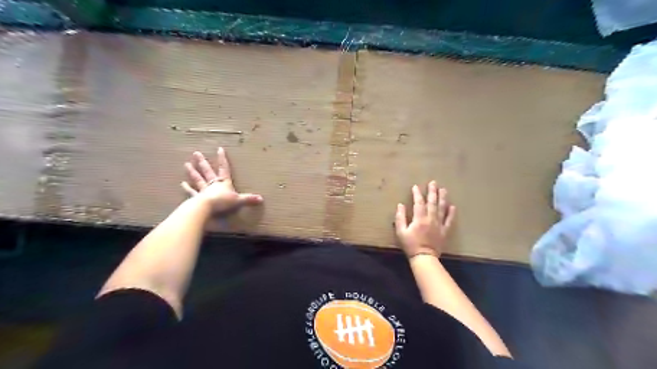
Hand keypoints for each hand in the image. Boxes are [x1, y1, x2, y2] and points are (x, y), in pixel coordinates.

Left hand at [181, 147, 263, 212]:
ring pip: (198, 179)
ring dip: (193, 171)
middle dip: (202, 162)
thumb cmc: (223, 202)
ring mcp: (204, 190)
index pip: (224, 168)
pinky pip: (191, 192)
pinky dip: (187, 188)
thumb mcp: (238, 200)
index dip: (222, 159)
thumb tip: (261, 199)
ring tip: (186, 164)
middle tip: (196, 153)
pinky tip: (182, 183)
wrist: (207, 207)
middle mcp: (213, 184)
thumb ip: (249, 199)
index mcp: (224, 183)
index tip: (219, 149)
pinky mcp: (197, 197)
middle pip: (207, 171)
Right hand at [395, 180, 457, 257]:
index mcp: (419, 218)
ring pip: (441, 208)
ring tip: (443, 189)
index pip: (419, 202)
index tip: (416, 186)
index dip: (417, 194)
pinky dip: (451, 213)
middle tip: (433, 182)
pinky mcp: (444, 231)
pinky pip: (449, 220)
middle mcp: (430, 219)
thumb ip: (400, 217)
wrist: (424, 257)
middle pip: (432, 202)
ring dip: (442, 198)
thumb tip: (400, 205)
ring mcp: (439, 224)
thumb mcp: (401, 232)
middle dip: (432, 192)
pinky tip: (452, 206)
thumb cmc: (410, 245)